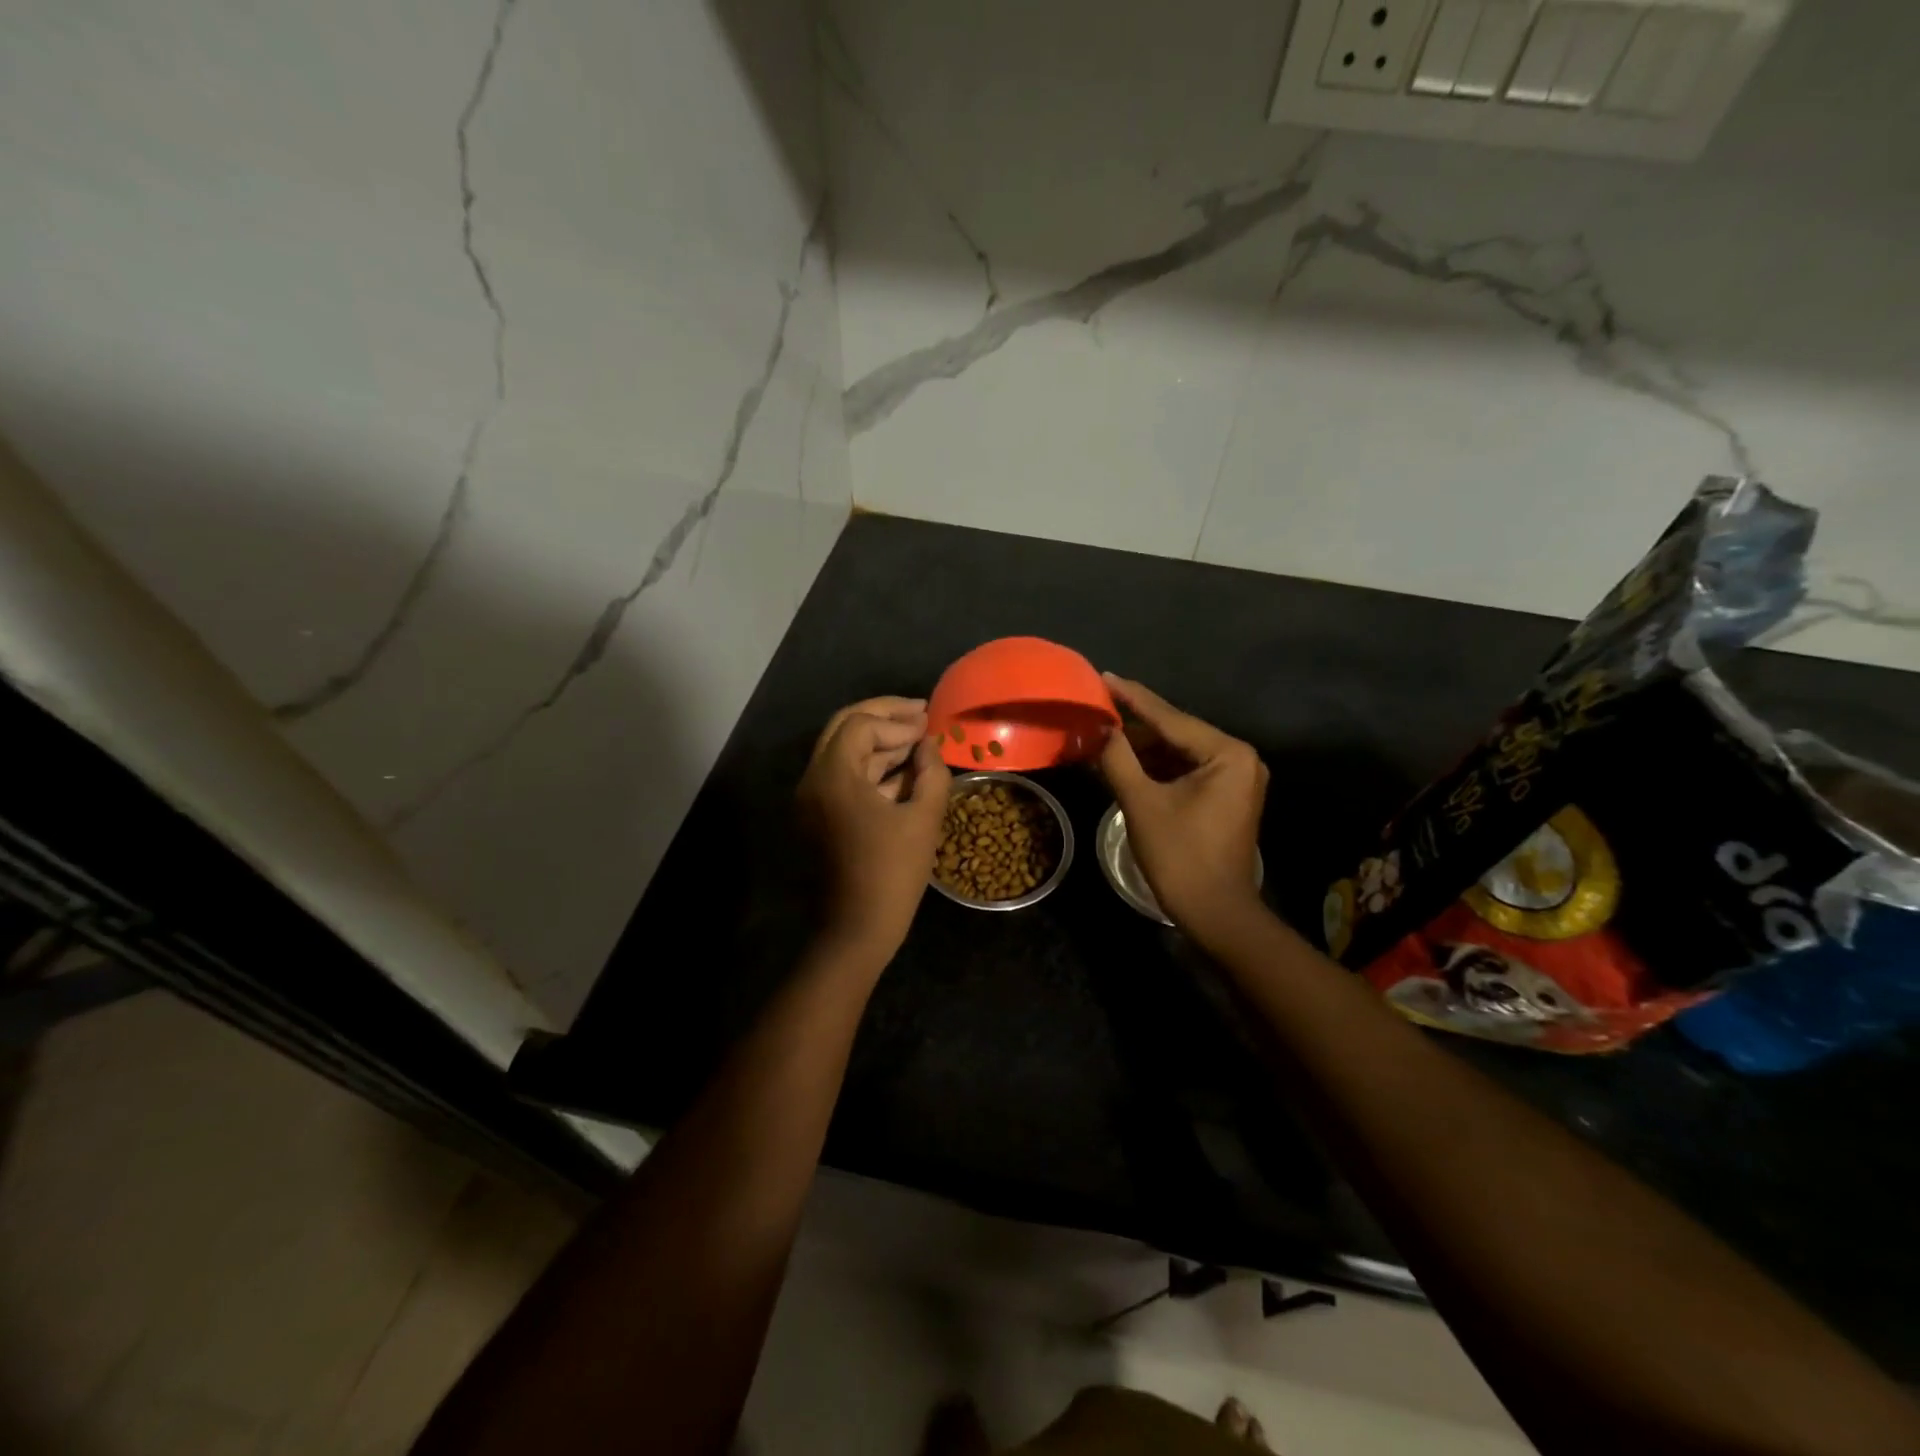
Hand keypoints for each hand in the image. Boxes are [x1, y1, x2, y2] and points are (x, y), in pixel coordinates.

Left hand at [797, 696, 951, 963]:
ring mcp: (811, 800)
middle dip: (883, 717)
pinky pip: (843, 779)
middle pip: (844, 729)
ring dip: (879, 743)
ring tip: (918, 742)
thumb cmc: (892, 875)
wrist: (855, 931)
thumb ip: (931, 773)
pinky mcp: (818, 817)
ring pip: (843, 753)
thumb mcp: (923, 819)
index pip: (860, 725)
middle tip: (919, 713)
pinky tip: (905, 772)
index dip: (898, 721)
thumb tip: (929, 746)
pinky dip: (871, 770)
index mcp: (832, 777)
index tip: (929, 726)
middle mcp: (813, 780)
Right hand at [1098, 674, 1268, 938]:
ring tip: (1102, 735)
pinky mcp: (1226, 796)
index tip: (1103, 677)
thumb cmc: (1180, 857)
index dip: (1132, 698)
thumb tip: (1099, 727)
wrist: (1215, 913)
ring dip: (1142, 748)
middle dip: (1135, 726)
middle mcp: (1239, 758)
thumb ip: (1118, 758)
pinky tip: (1124, 762)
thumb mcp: (1142, 803)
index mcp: (1227, 753)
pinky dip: (1156, 768)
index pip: (1170, 717)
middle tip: (1096, 710)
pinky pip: (1186, 770)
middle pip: (1176, 732)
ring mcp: (1236, 778)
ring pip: (1179, 752)